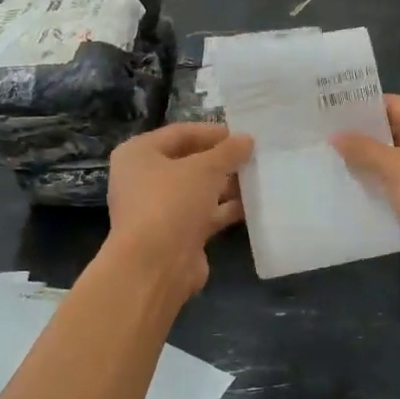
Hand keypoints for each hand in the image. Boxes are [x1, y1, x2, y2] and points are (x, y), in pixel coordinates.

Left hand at [105, 123, 253, 301]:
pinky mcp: (176, 234)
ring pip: (198, 190)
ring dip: (227, 185)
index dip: (212, 132)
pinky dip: (226, 209)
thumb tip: (247, 140)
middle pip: (189, 162)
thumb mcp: (205, 169)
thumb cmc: (172, 203)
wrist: (156, 266)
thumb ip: (228, 152)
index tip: (243, 134)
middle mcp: (144, 179)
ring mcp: (159, 209)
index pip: (180, 133)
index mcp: (139, 154)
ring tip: (260, 178)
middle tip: (255, 156)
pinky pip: (204, 214)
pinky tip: (254, 205)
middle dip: (222, 160)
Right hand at [333, 96, 399, 299]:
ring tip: (325, 166)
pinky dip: (375, 198)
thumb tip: (337, 135)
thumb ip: (366, 150)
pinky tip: (345, 198)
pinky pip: (395, 199)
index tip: (329, 109)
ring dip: (365, 171)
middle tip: (319, 139)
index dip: (364, 106)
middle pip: (393, 138)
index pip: (395, 107)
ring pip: (392, 171)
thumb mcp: (399, 168)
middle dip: (360, 139)